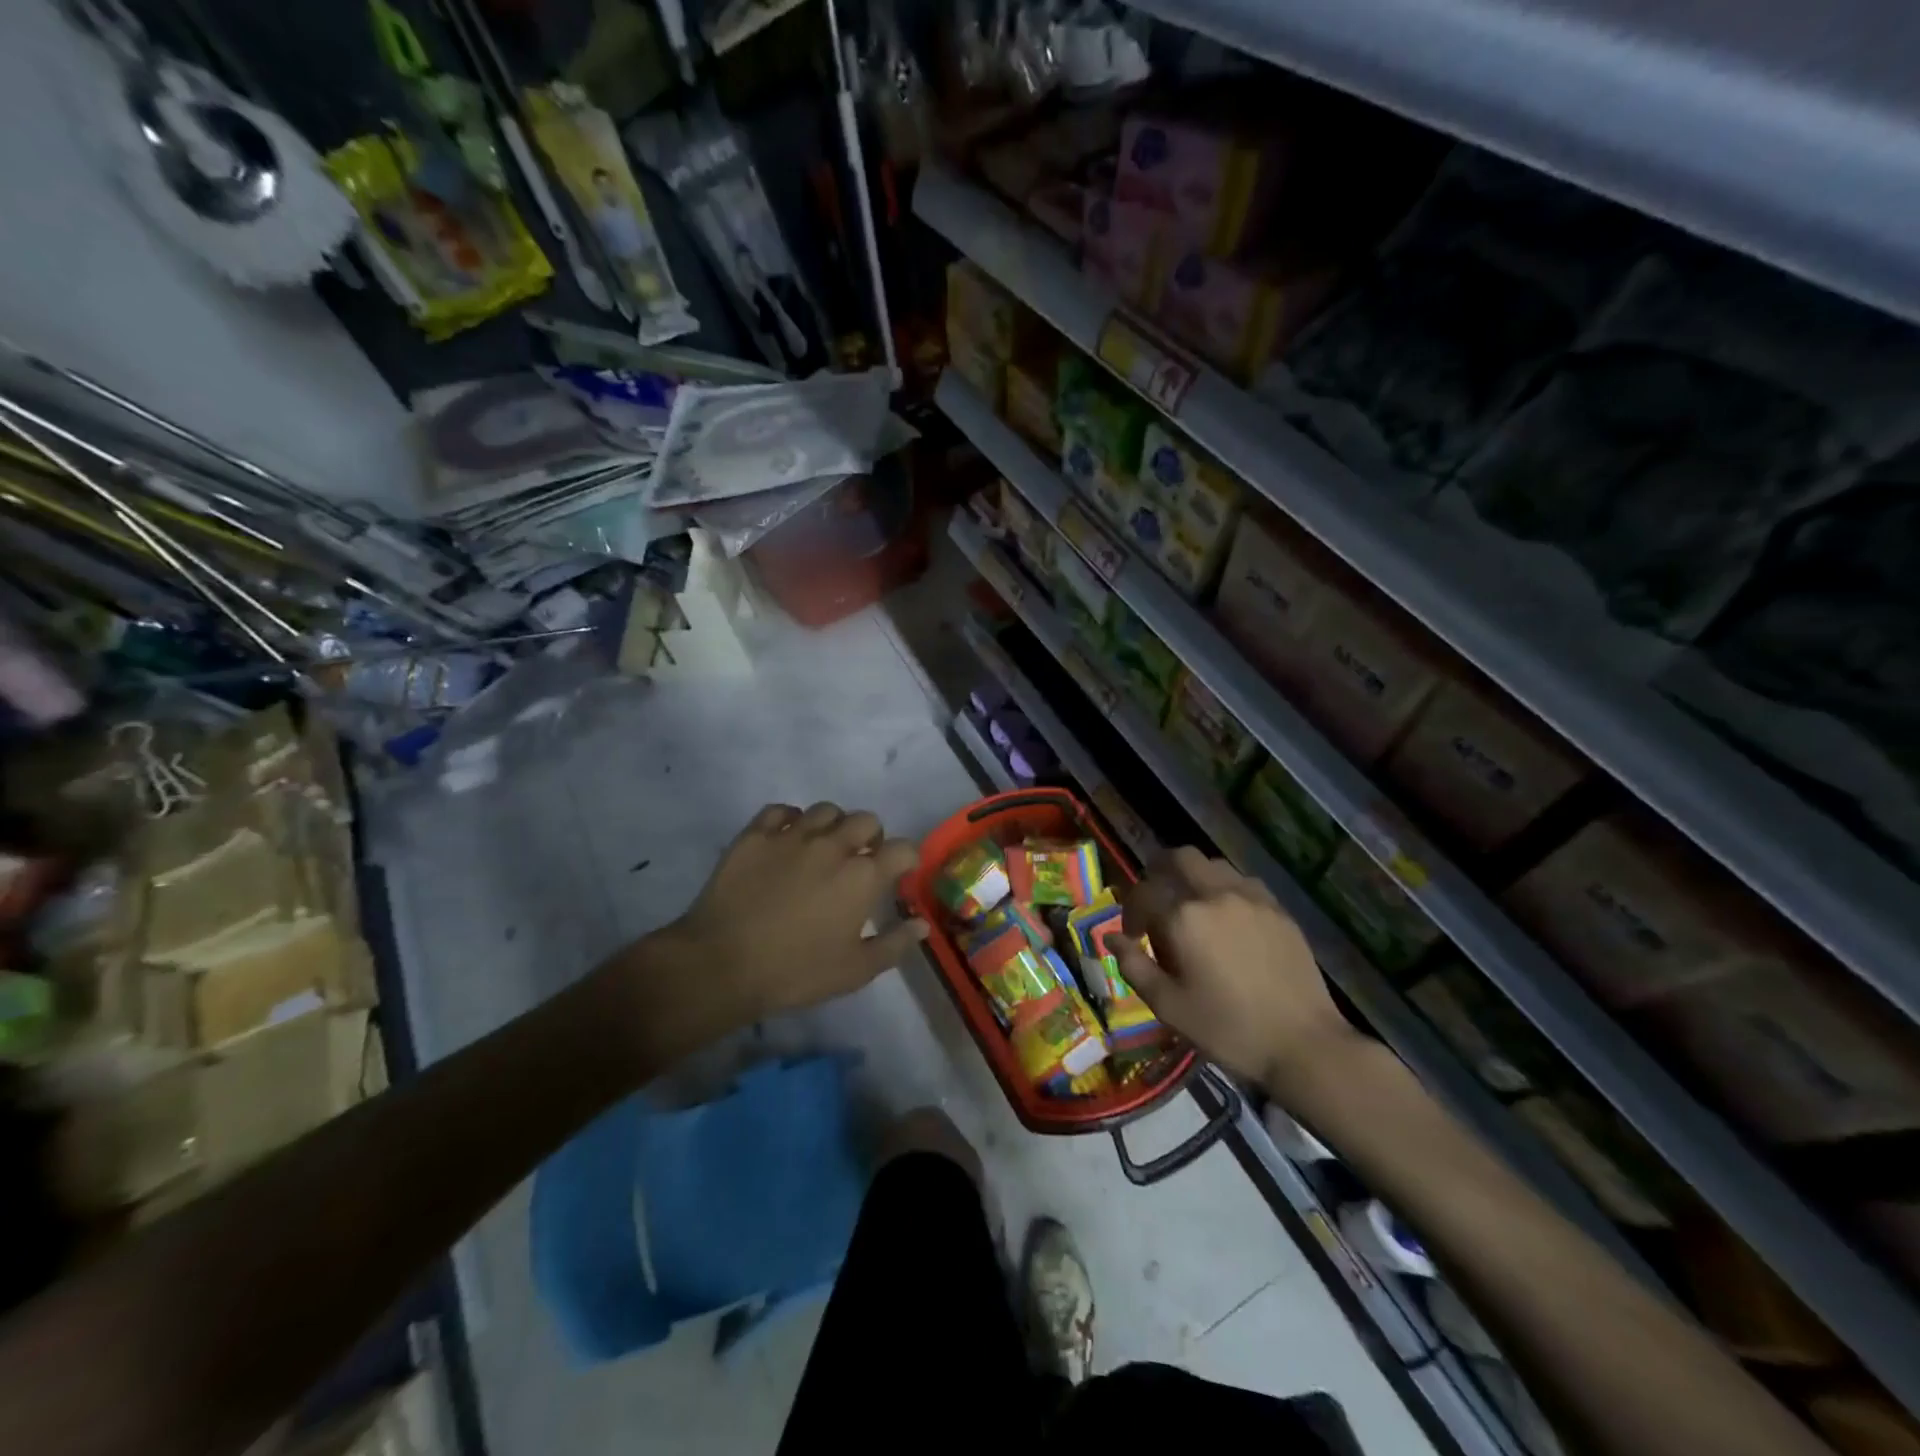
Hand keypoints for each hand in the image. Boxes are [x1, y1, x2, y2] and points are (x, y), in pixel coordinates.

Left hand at [645, 802, 929, 1036]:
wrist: (722, 964)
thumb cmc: (795, 972)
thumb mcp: (855, 970)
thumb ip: (894, 944)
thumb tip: (922, 925)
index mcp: (862, 876)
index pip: (902, 849)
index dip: (907, 859)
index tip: (900, 872)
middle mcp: (833, 846)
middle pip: (866, 820)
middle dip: (872, 837)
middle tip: (861, 860)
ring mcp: (792, 835)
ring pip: (826, 810)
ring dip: (834, 825)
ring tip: (825, 846)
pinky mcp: (756, 834)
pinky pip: (781, 810)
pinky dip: (791, 819)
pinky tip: (788, 837)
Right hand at [1116, 847, 1358, 1093]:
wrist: (1303, 1044)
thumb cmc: (1227, 1029)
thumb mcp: (1169, 1006)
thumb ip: (1134, 966)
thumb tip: (1110, 938)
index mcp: (1183, 918)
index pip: (1143, 893)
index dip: (1130, 911)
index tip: (1133, 935)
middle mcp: (1215, 895)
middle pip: (1179, 858)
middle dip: (1159, 872)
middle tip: (1156, 901)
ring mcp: (1251, 898)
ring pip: (1212, 864)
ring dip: (1193, 877)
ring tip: (1192, 908)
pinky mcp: (1278, 909)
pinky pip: (1243, 881)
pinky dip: (1225, 888)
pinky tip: (1228, 918)